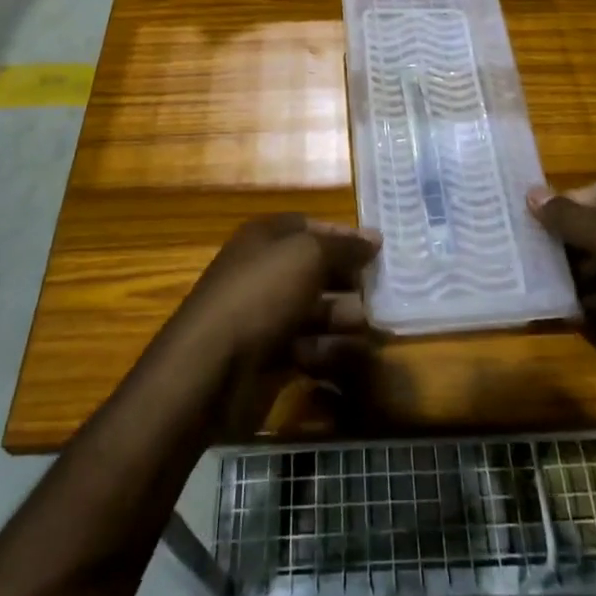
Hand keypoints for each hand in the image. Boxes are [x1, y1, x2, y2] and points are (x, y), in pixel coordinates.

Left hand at [163, 215, 380, 435]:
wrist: (211, 367)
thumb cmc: (261, 294)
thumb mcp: (307, 255)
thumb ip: (344, 246)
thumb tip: (374, 238)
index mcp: (265, 238)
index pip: (310, 227)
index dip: (343, 235)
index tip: (378, 249)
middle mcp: (264, 271)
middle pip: (315, 269)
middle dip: (349, 279)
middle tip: (383, 291)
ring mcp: (265, 315)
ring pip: (315, 310)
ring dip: (344, 316)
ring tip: (372, 325)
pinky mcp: (268, 355)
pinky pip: (308, 346)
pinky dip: (330, 349)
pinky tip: (351, 353)